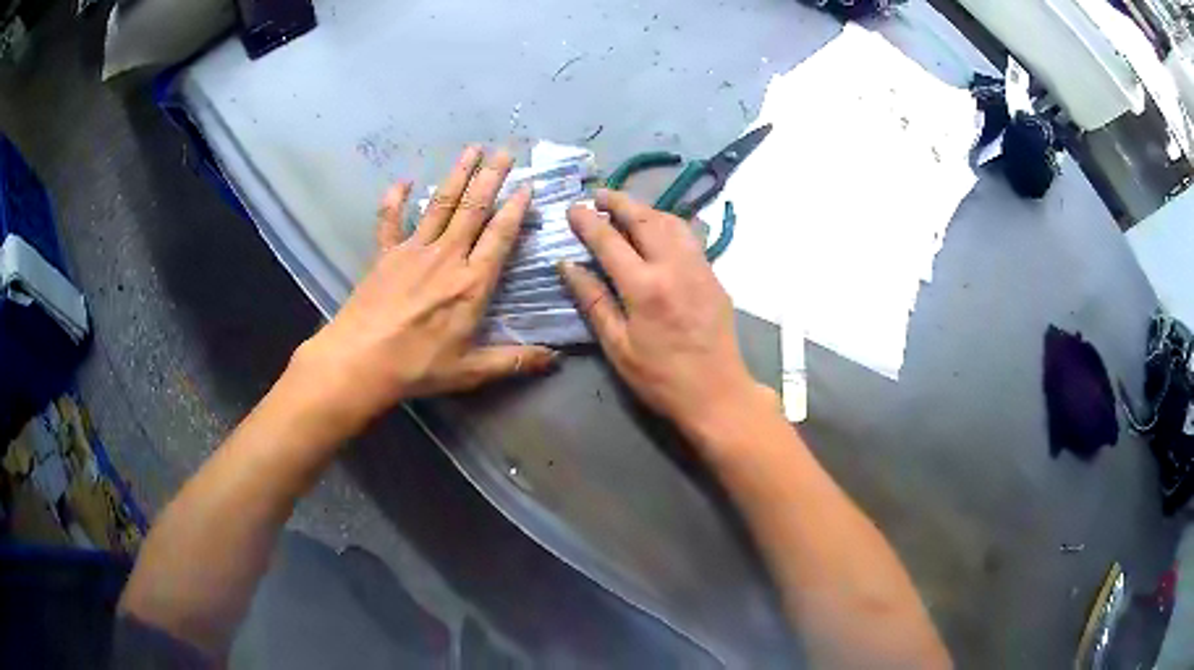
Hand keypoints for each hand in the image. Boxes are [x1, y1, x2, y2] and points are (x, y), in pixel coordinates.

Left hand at [289, 147, 556, 437]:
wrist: (360, 361)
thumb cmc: (417, 367)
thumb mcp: (471, 371)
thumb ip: (514, 361)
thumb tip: (555, 360)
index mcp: (472, 283)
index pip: (499, 236)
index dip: (515, 209)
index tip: (527, 185)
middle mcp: (447, 257)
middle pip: (473, 209)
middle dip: (491, 177)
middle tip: (505, 151)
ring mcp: (413, 251)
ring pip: (440, 205)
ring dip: (457, 175)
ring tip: (472, 149)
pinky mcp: (385, 255)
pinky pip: (390, 221)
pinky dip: (394, 200)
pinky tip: (402, 181)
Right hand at [560, 190, 775, 443]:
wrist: (717, 392)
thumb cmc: (660, 378)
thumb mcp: (618, 346)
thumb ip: (593, 301)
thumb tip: (568, 266)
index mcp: (644, 287)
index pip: (609, 241)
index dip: (587, 222)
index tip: (573, 208)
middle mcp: (673, 267)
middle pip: (643, 219)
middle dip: (618, 201)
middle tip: (598, 195)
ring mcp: (698, 267)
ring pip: (671, 222)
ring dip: (645, 208)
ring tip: (626, 208)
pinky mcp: (713, 275)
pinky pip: (688, 236)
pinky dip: (667, 223)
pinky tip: (658, 229)